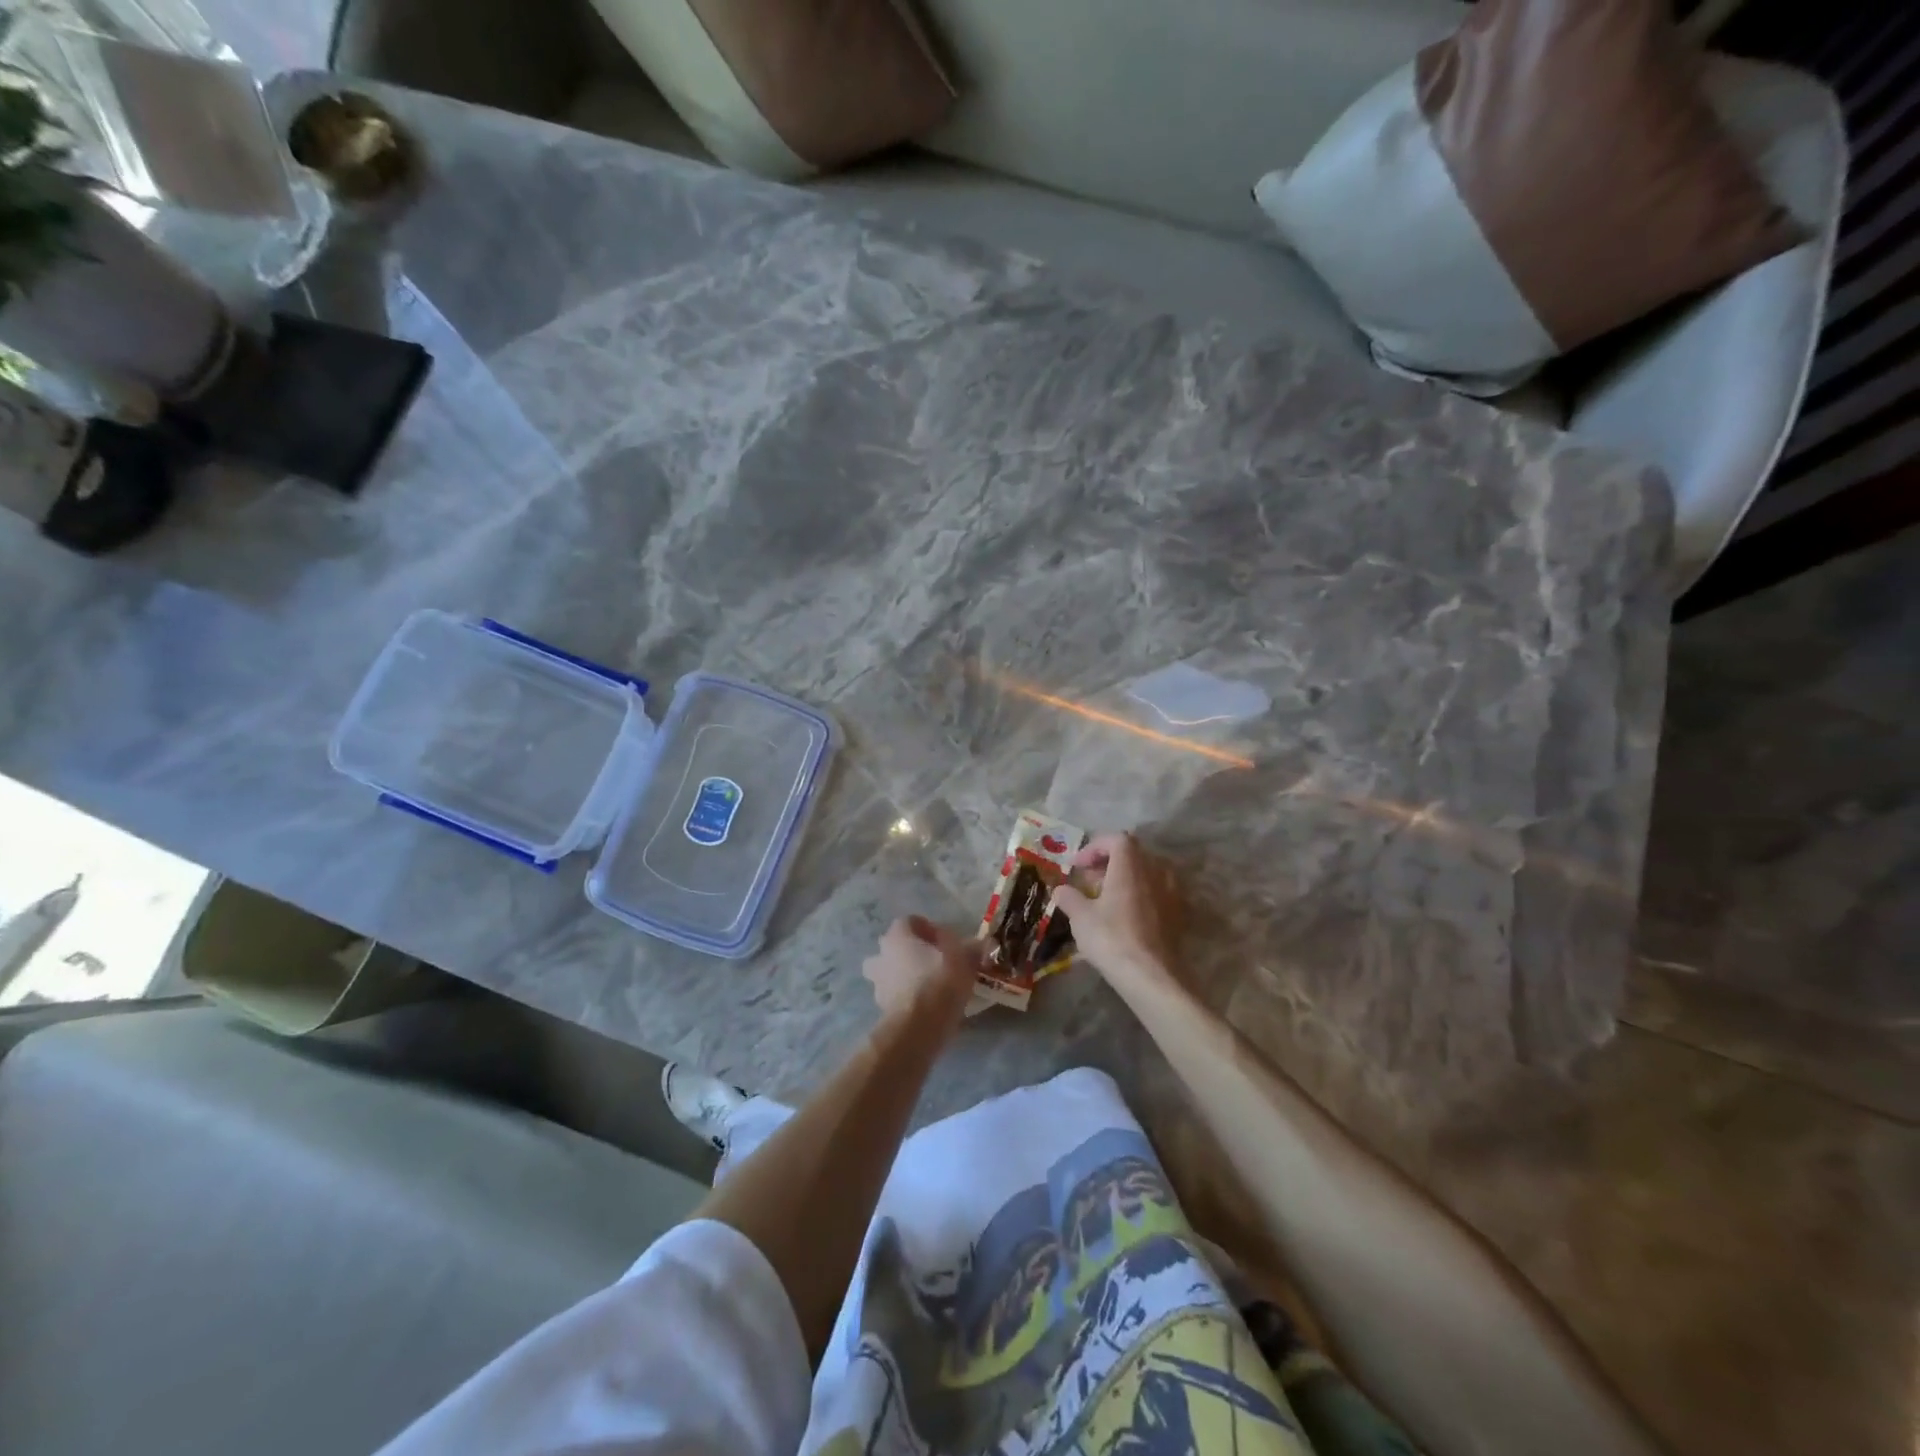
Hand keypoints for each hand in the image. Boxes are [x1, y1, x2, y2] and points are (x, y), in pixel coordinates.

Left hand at [862, 916, 982, 1033]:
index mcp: (898, 934)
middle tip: (939, 963)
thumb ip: (971, 948)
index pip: (911, 921)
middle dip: (915, 952)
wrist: (919, 1026)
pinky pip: (896, 993)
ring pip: (894, 971)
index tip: (948, 943)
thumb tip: (979, 945)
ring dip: (909, 975)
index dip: (931, 929)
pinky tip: (927, 1005)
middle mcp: (882, 953)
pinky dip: (908, 996)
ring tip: (933, 986)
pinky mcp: (881, 1006)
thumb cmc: (940, 981)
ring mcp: (878, 980)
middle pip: (898, 945)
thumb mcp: (965, 959)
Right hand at [1052, 833, 1180, 986]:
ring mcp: (1171, 892)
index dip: (1095, 847)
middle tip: (1090, 881)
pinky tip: (1127, 916)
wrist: (1152, 976)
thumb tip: (1061, 890)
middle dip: (1109, 862)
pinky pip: (1158, 892)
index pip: (1117, 839)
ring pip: (1148, 872)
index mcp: (1130, 866)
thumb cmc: (1112, 939)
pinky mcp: (1179, 913)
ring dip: (1127, 878)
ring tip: (1108, 898)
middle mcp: (1155, 871)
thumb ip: (1069, 898)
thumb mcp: (1080, 917)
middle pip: (1133, 854)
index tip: (1079, 867)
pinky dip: (1141, 894)